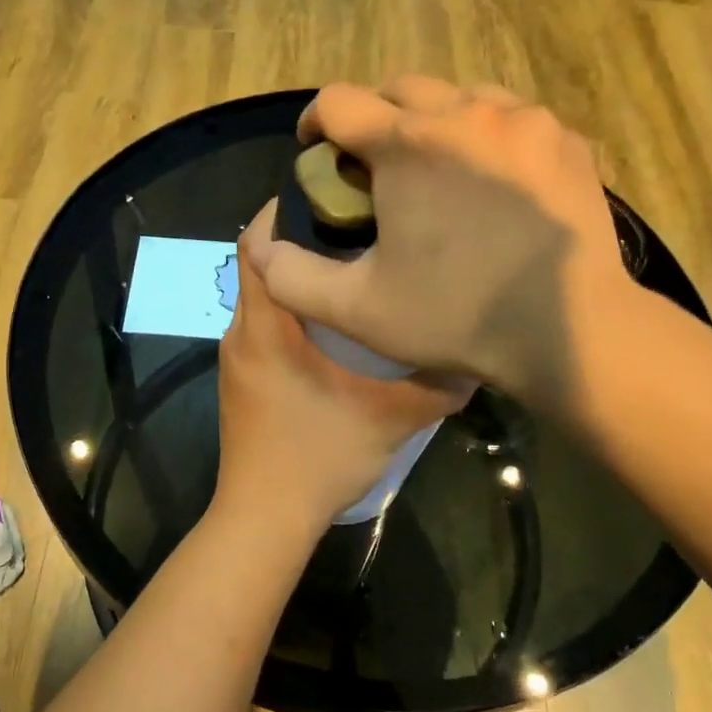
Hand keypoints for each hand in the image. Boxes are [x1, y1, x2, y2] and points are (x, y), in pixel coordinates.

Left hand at [214, 205, 471, 539]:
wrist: (263, 519)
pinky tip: (334, 323)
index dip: (281, 210)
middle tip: (354, 224)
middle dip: (298, 238)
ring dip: (298, 277)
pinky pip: (262, 323)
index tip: (327, 192)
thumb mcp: (389, 421)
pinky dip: (291, 309)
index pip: (253, 245)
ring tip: (351, 266)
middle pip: (257, 263)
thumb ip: (436, 386)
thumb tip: (474, 353)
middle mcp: (241, 332)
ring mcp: (236, 356)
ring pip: (262, 295)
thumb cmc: (318, 461)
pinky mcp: (242, 378)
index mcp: (266, 328)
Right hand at [241, 78, 635, 415]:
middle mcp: (466, 111)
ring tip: (436, 169)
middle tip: (373, 166)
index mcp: (408, 144)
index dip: (315, 123)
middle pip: (398, 88)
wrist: (570, 330)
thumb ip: (292, 276)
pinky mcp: (566, 140)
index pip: (338, 101)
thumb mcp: (357, 309)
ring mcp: (525, 121)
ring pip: (460, 95)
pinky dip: (488, 137)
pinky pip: (512, 119)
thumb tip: (262, 246)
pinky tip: (493, 182)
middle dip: (374, 118)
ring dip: (434, 121)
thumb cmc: (457, 316)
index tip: (314, 151)